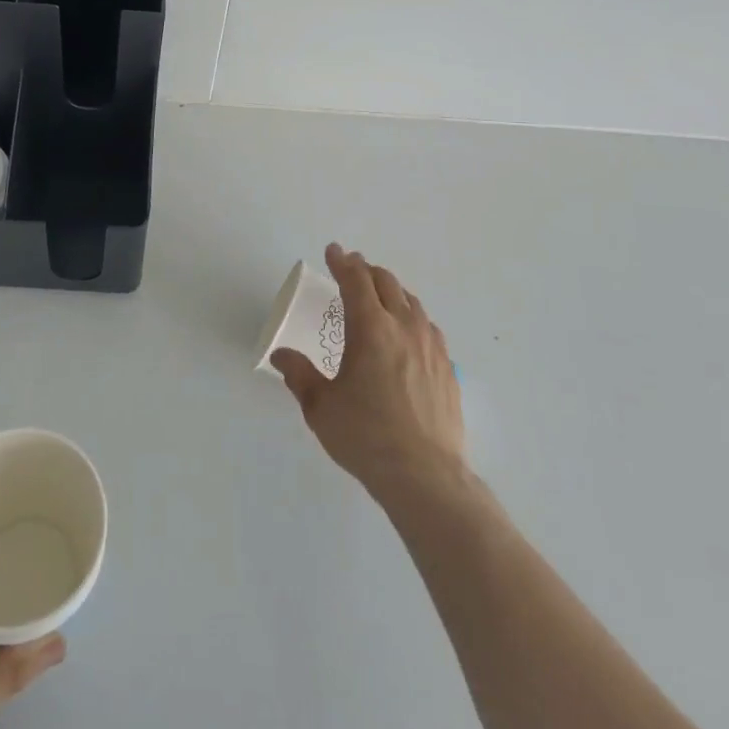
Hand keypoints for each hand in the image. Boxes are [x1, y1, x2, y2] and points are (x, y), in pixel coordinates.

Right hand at [271, 245, 465, 504]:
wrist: (426, 477)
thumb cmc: (366, 437)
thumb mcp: (320, 407)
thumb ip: (300, 375)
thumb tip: (280, 355)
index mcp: (371, 329)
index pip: (356, 281)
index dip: (342, 262)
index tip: (333, 251)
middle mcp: (404, 328)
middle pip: (387, 283)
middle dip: (367, 270)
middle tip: (353, 268)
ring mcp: (431, 348)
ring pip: (412, 303)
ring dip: (392, 291)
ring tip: (381, 296)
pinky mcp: (448, 370)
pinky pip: (429, 328)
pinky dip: (413, 317)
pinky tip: (409, 333)